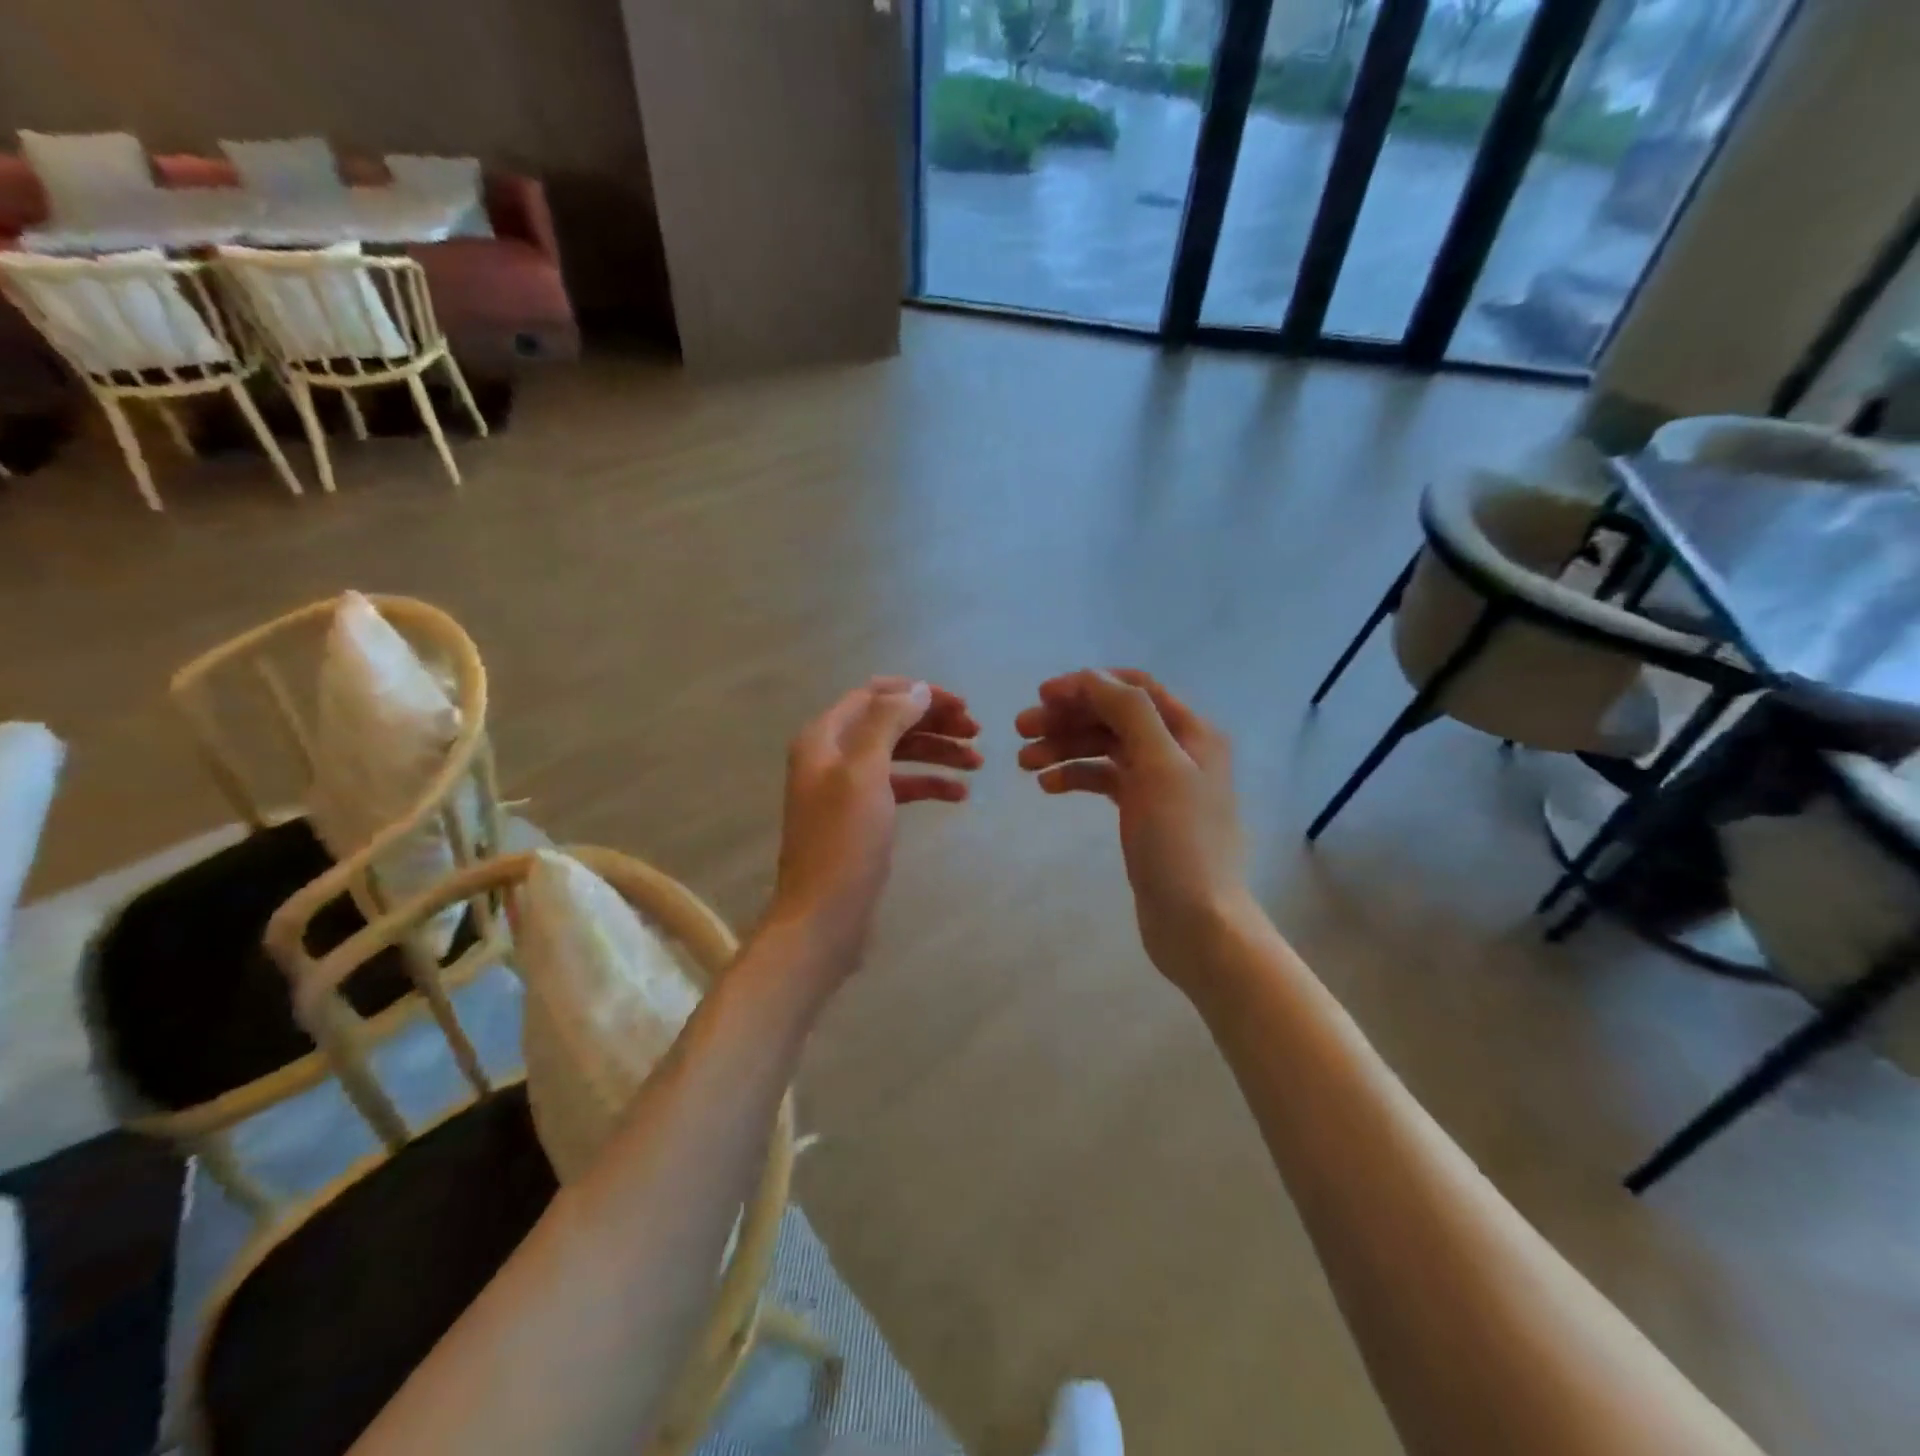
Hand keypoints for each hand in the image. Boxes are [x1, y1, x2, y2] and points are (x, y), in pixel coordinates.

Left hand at [768, 677, 981, 974]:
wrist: (823, 915)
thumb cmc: (844, 840)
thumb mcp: (865, 771)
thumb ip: (889, 722)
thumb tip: (917, 689)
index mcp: (825, 737)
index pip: (874, 694)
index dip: (918, 694)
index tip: (961, 706)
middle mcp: (833, 755)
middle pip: (889, 722)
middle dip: (933, 722)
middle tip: (977, 731)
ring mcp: (847, 788)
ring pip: (898, 755)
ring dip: (937, 752)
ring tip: (978, 762)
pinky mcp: (862, 817)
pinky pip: (899, 787)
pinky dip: (928, 784)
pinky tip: (959, 793)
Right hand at [1016, 669, 1247, 985]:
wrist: (1198, 922)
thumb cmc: (1180, 842)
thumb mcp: (1159, 767)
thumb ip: (1129, 712)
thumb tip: (1093, 677)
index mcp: (1190, 732)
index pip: (1134, 687)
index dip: (1087, 685)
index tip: (1042, 696)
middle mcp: (1176, 749)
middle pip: (1114, 716)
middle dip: (1067, 718)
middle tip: (1020, 729)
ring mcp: (1158, 782)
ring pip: (1104, 748)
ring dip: (1064, 747)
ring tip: (1023, 763)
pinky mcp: (1142, 811)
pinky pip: (1103, 779)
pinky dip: (1075, 776)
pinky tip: (1048, 786)